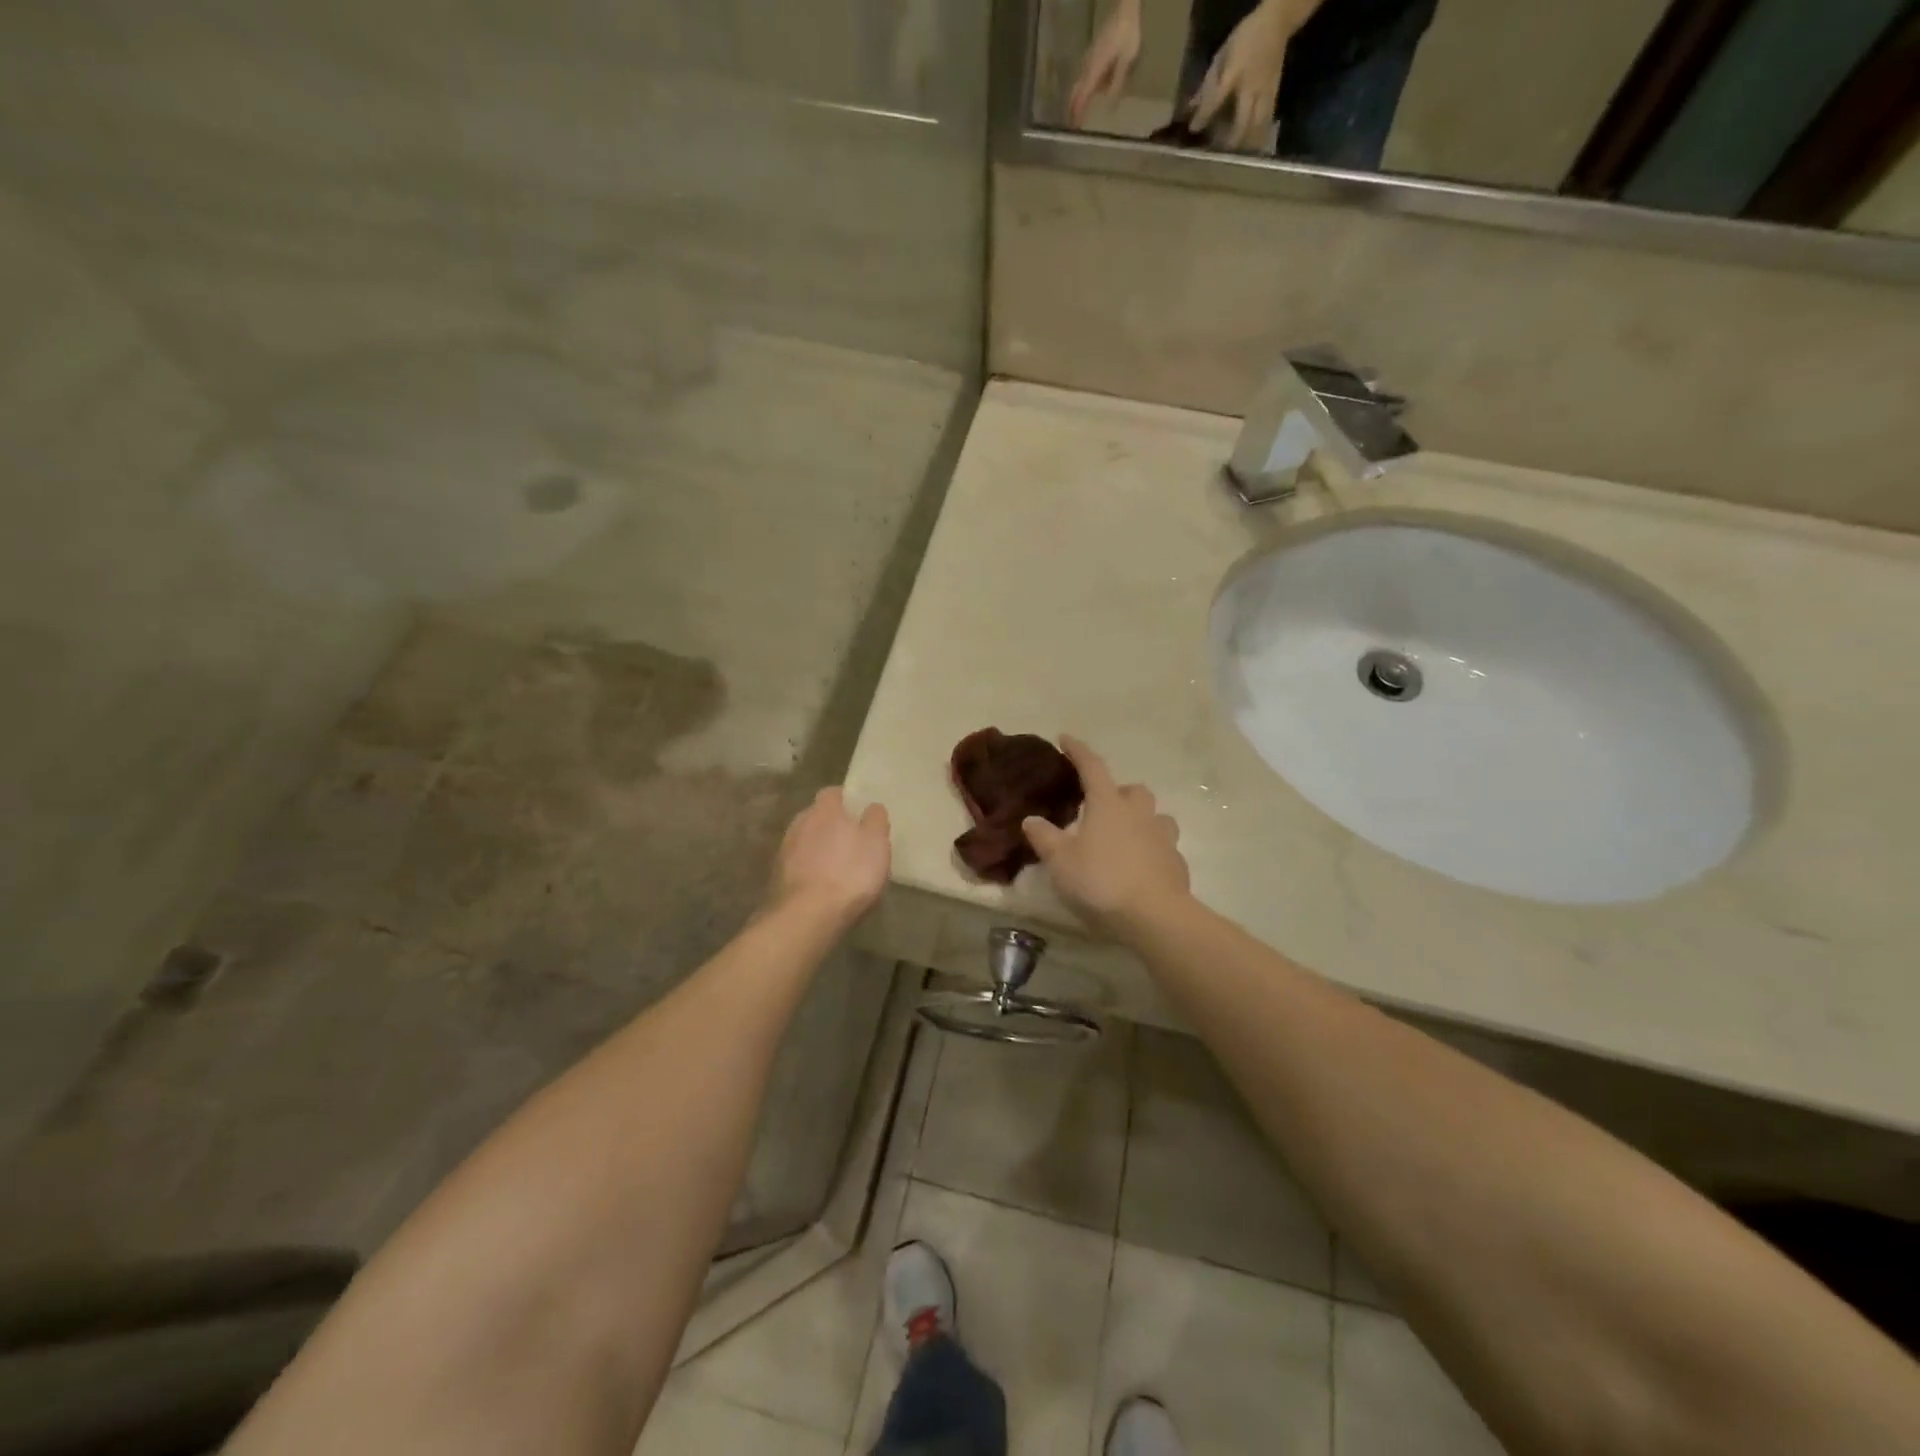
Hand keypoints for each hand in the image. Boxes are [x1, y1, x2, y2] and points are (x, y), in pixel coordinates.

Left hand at [769, 787, 890, 923]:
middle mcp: (799, 823)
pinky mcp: (777, 877)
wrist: (806, 916)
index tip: (859, 812)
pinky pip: (798, 866)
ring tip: (838, 867)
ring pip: (806, 842)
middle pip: (817, 817)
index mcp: (824, 810)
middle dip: (832, 825)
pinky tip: (822, 886)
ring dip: (819, 849)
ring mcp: (784, 851)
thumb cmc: (849, 873)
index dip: (846, 800)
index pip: (832, 793)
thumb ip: (875, 820)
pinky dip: (810, 870)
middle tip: (852, 840)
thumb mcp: (876, 843)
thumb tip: (872, 806)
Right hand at [1022, 736, 1189, 933]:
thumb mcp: (1061, 861)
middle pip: (1133, 790)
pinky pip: (1163, 846)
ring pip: (1155, 816)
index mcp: (1108, 805)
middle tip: (1100, 807)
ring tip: (1124, 836)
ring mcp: (1162, 837)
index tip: (1066, 738)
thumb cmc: (1101, 881)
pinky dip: (1151, 849)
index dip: (1078, 751)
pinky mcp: (1176, 863)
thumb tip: (1031, 819)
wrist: (1155, 916)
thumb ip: (1045, 837)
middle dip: (1118, 792)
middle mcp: (1139, 813)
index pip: (1092, 767)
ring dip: (1140, 819)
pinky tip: (1139, 866)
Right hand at [1069, 2, 1142, 126]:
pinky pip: (1085, 75)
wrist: (1125, 11)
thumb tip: (1109, 108)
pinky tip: (1090, 93)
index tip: (1074, 128)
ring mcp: (1089, 59)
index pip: (1082, 97)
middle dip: (1073, 107)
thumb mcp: (1126, 62)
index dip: (1078, 113)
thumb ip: (1117, 85)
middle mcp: (1088, 66)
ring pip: (1079, 83)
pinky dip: (1084, 87)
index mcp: (1095, 71)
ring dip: (1078, 98)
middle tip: (1073, 123)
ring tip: (1079, 112)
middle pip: (1076, 90)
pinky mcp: (1093, 54)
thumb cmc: (1127, 36)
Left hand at [1189, 0, 1292, 150]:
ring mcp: (1265, 92)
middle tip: (1216, 155)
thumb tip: (1189, 108)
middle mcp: (1251, 86)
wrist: (1278, 22)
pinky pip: (1266, 122)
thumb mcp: (1222, 55)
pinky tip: (1251, 150)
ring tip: (1233, 158)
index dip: (1203, 117)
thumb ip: (1207, 83)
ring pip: (1256, 127)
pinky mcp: (1275, 95)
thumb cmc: (1246, 37)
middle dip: (1228, 142)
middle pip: (1241, 123)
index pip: (1216, 100)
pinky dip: (1258, 137)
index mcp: (1235, 72)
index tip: (1193, 130)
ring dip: (1244, 145)